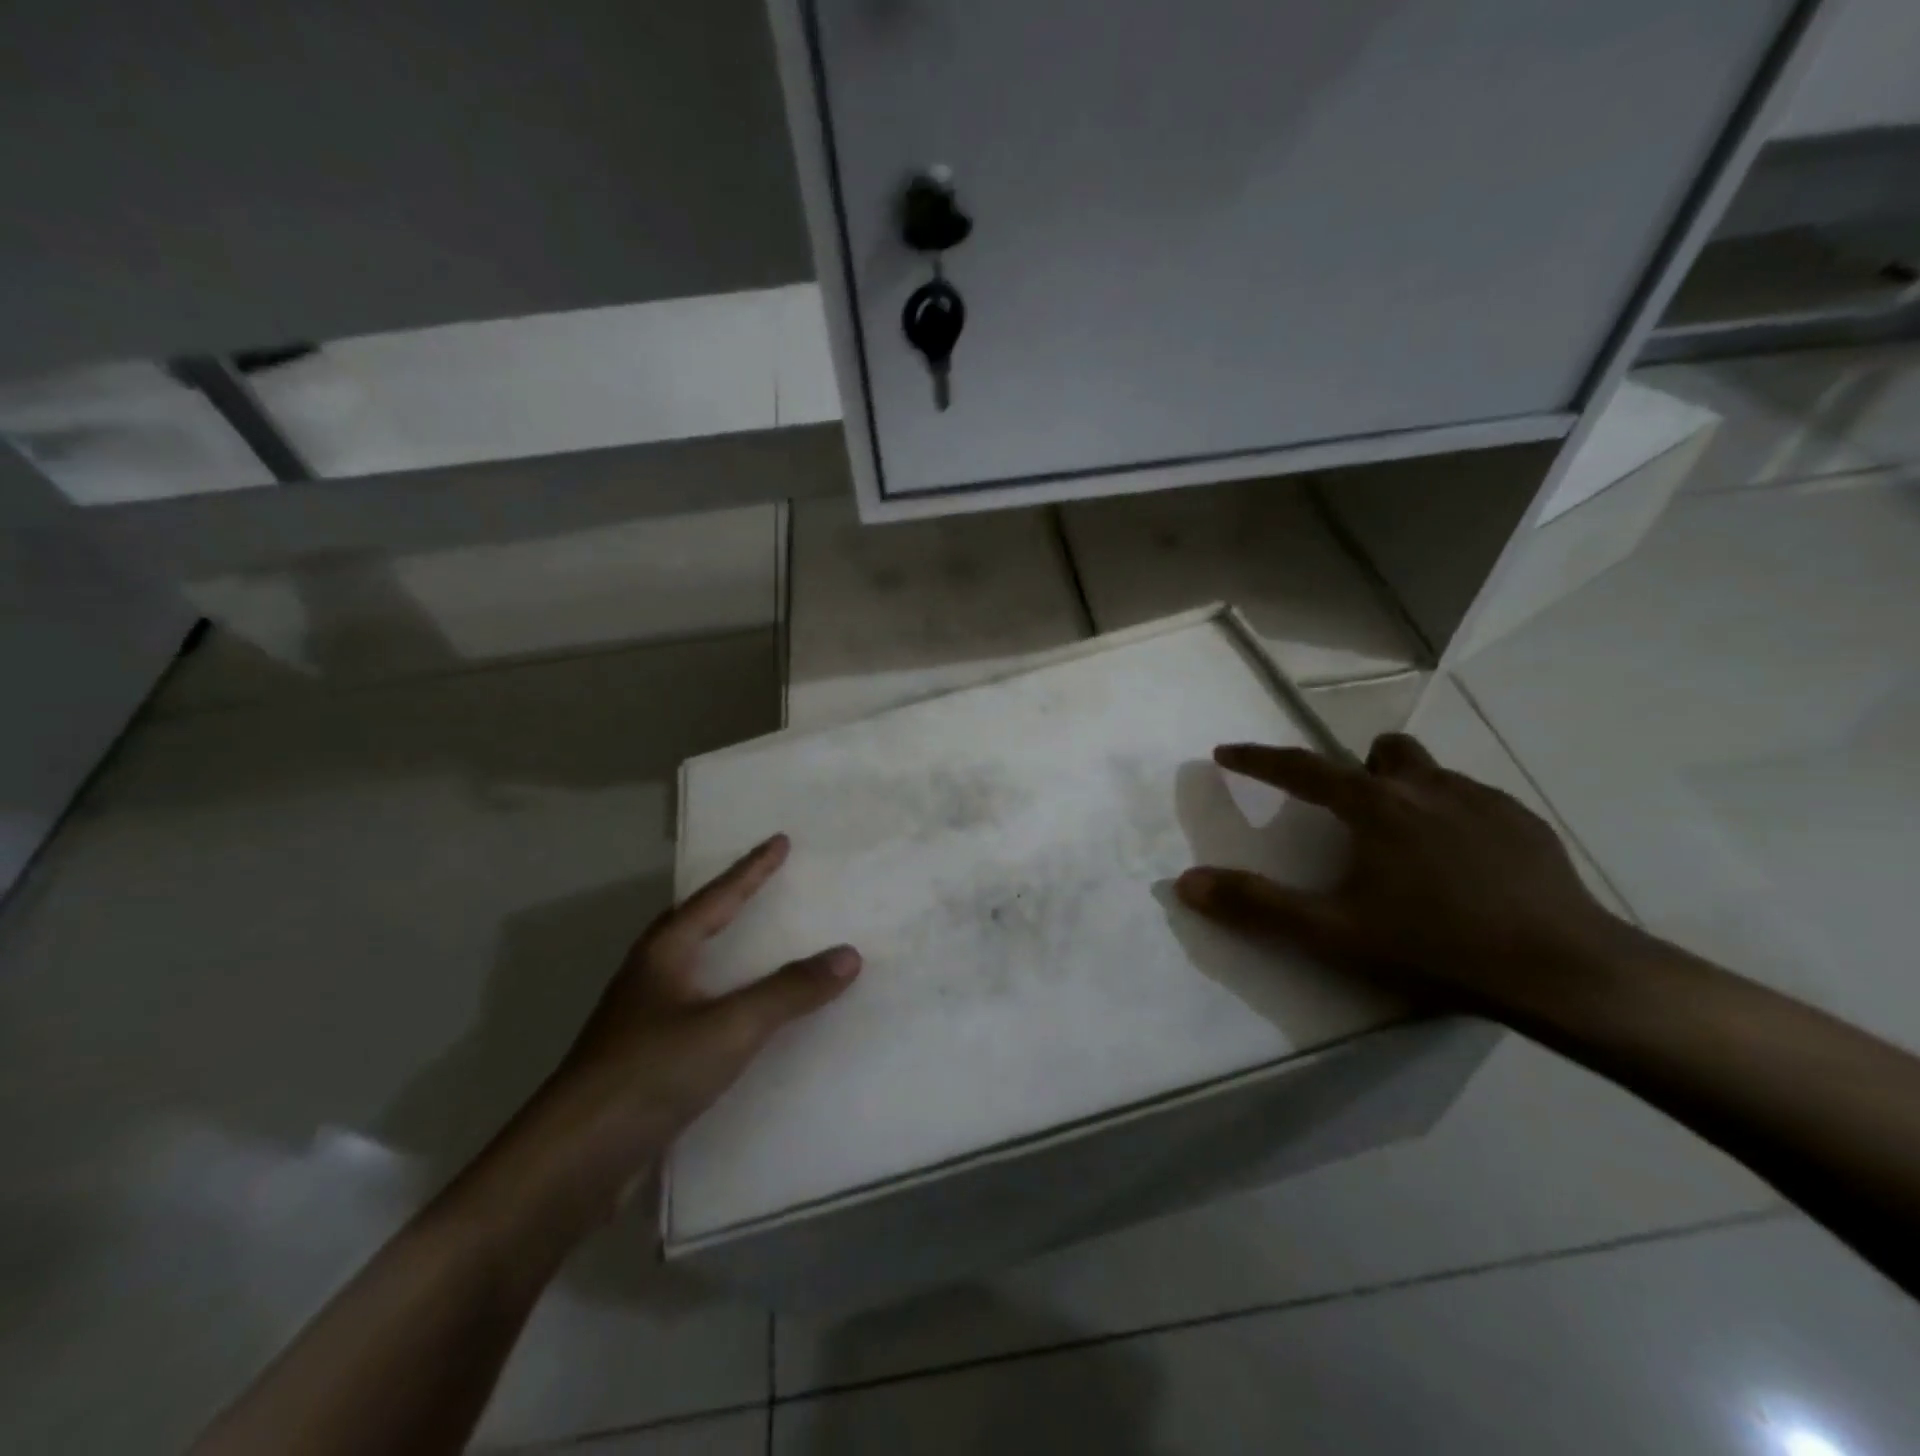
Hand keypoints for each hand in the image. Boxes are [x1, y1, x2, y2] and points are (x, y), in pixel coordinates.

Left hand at [488, 834, 858, 1229]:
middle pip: (694, 923)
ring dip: (724, 947)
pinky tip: (740, 1017)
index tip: (780, 841)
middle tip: (763, 879)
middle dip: (729, 899)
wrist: (572, 1163)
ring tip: (754, 938)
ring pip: (692, 968)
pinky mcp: (645, 1061)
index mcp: (664, 955)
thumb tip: (849, 954)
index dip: (751, 870)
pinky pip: (697, 1010)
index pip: (716, 899)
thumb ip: (790, 991)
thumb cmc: (650, 1073)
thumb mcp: (730, 1026)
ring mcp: (642, 1021)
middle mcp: (649, 978)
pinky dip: (724, 997)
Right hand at [1176, 733, 1631, 1021]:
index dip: (1257, 759)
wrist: (1566, 972)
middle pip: (1381, 753)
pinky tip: (1463, 868)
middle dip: (1357, 769)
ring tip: (1408, 844)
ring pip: (1431, 774)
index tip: (1226, 752)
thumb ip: (1256, 906)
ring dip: (1407, 793)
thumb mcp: (1333, 933)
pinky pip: (1474, 801)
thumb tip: (1186, 883)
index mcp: (1375, 806)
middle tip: (1351, 815)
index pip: (1301, 768)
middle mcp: (1427, 788)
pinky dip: (1452, 818)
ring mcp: (1484, 801)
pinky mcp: (1526, 825)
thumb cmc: (1436, 946)